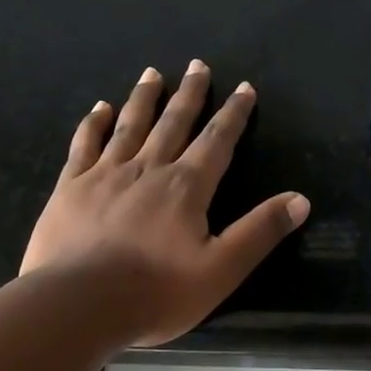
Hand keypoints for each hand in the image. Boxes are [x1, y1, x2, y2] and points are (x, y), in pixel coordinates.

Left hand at [21, 61, 309, 346]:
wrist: (77, 305)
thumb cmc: (155, 294)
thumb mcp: (221, 271)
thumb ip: (259, 232)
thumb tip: (300, 199)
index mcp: (186, 188)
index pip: (217, 142)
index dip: (233, 115)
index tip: (243, 88)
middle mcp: (147, 169)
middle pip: (173, 123)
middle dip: (189, 94)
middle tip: (197, 65)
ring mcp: (104, 175)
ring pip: (129, 126)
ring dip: (144, 99)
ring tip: (152, 73)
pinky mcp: (70, 188)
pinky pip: (84, 145)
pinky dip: (94, 124)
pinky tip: (99, 109)